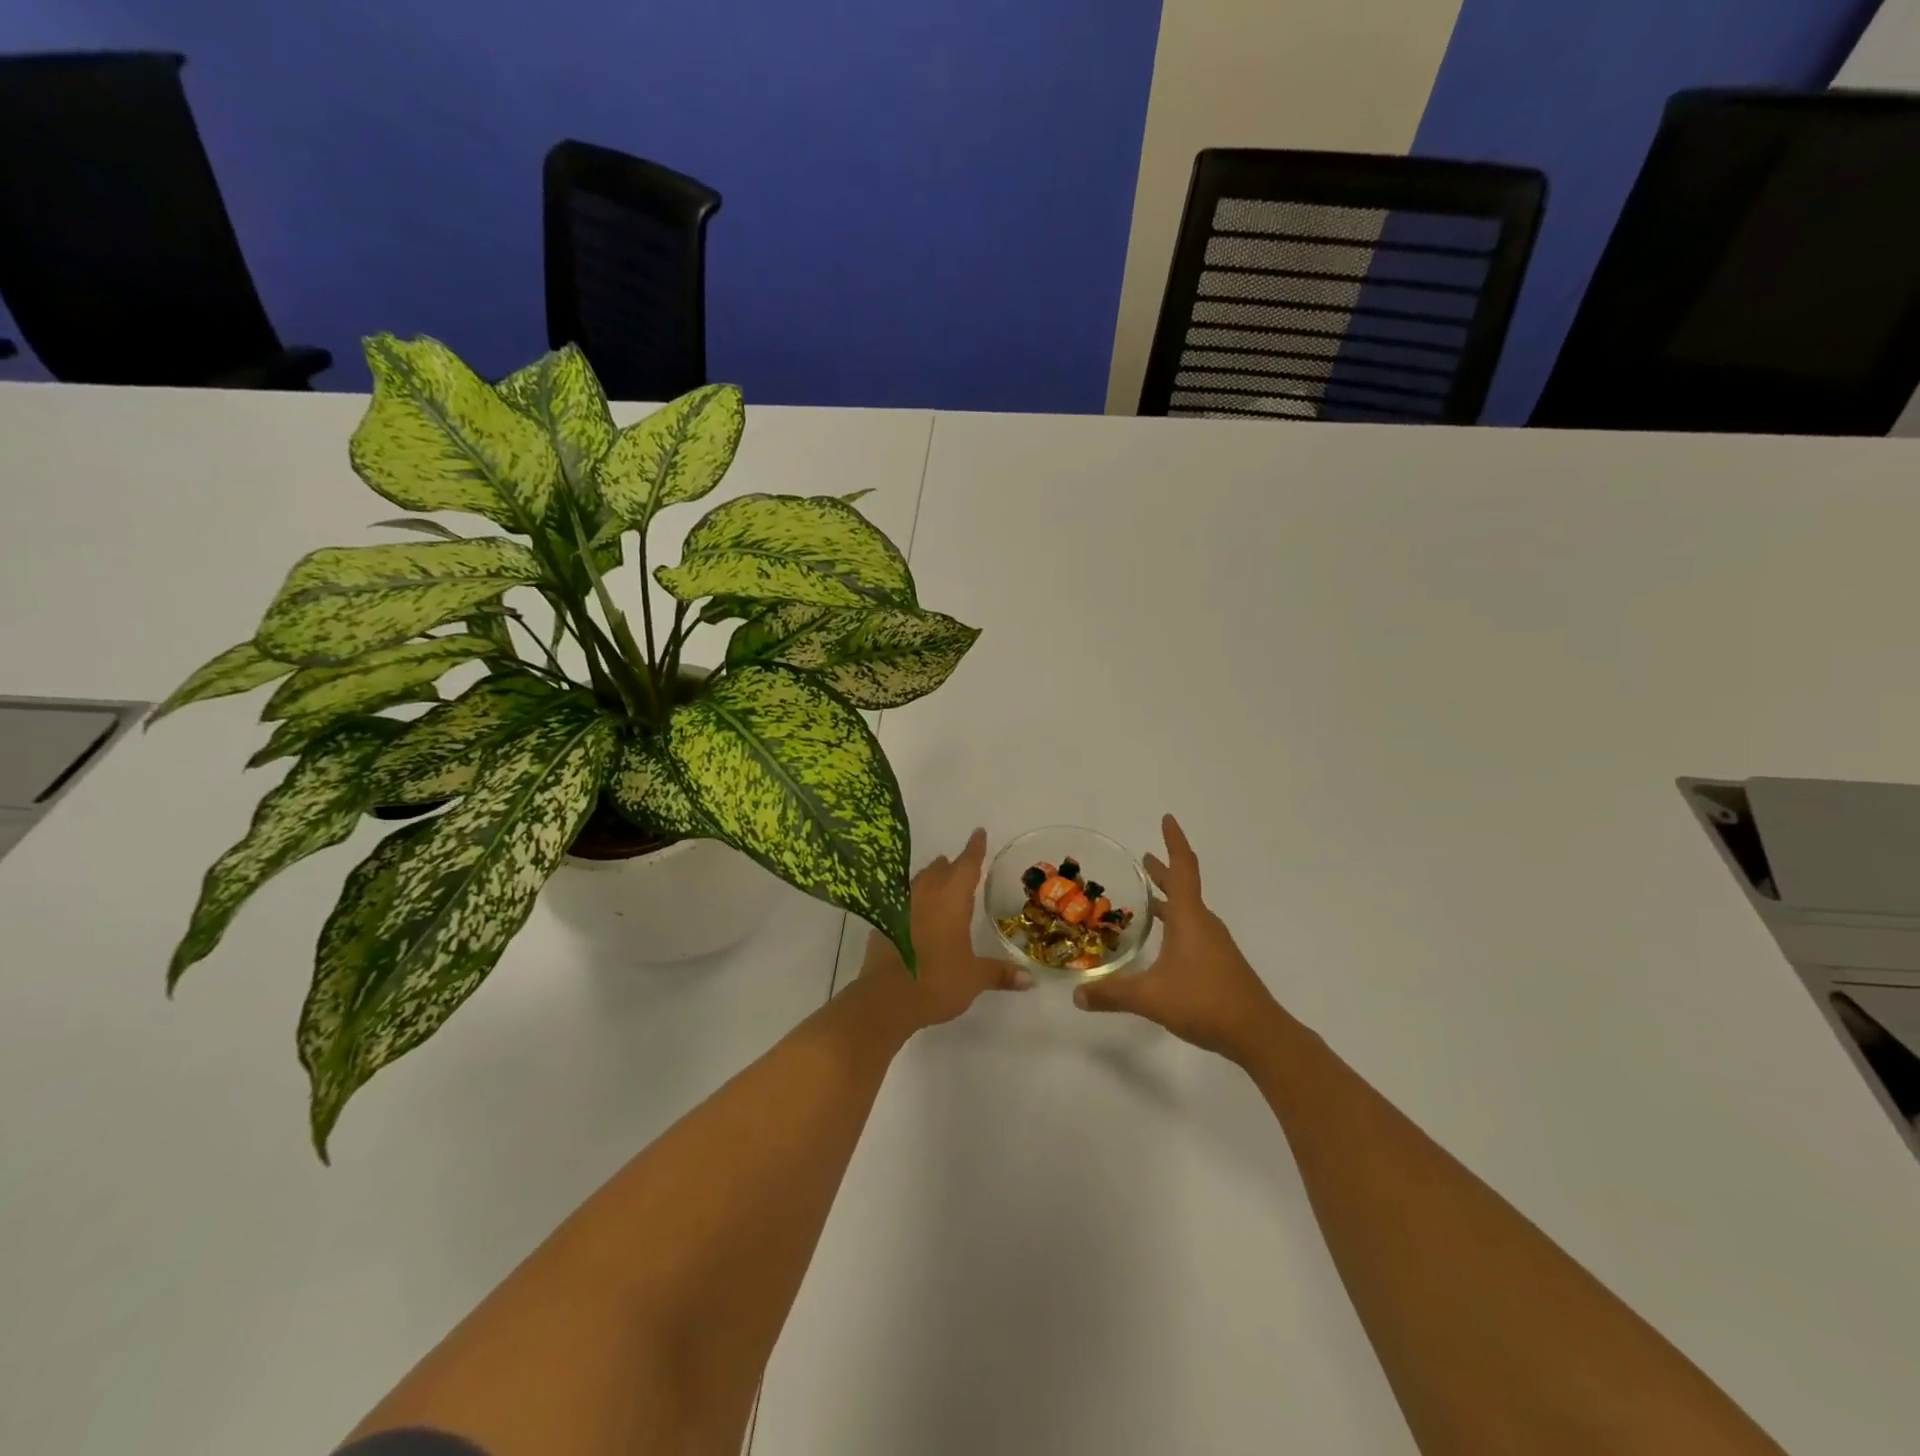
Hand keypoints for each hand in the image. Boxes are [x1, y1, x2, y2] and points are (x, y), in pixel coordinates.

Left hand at [858, 828, 1032, 1031]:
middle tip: (959, 862)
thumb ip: (1000, 974)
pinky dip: (912, 901)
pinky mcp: (882, 924)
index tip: (979, 832)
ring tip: (937, 879)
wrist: (886, 999)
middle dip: (951, 865)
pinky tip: (914, 913)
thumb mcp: (974, 978)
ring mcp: (900, 908)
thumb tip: (1030, 980)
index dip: (974, 849)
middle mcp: (925, 895)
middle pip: (939, 871)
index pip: (966, 866)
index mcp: (951, 900)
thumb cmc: (937, 981)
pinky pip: (901, 902)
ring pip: (918, 882)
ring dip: (929, 878)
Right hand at [1072, 815, 1284, 1063]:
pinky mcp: (1218, 963)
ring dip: (1168, 898)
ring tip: (1146, 898)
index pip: (1182, 868)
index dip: (1173, 842)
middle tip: (1143, 858)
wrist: (1259, 1034)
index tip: (1167, 819)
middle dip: (1162, 870)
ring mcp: (1214, 944)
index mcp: (1189, 918)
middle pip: (1183, 887)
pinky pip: (1192, 930)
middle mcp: (1203, 923)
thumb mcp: (1150, 998)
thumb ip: (1112, 994)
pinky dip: (1174, 922)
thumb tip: (1077, 995)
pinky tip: (1162, 942)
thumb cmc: (1205, 1002)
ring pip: (1188, 910)